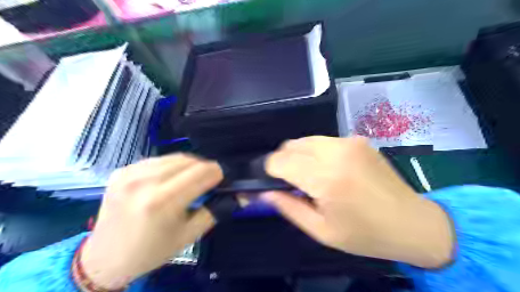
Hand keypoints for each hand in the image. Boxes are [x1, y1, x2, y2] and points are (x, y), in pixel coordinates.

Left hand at [80, 154, 220, 288]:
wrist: (105, 258)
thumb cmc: (152, 251)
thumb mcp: (189, 235)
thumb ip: (216, 210)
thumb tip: (241, 196)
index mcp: (162, 201)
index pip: (202, 172)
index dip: (219, 172)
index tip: (224, 179)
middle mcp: (145, 181)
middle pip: (190, 161)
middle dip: (206, 168)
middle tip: (210, 181)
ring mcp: (130, 173)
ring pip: (175, 157)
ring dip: (190, 166)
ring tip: (192, 180)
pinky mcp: (122, 170)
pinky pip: (158, 160)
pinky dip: (171, 166)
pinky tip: (171, 179)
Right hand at [262, 136, 453, 267]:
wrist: (412, 223)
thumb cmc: (365, 234)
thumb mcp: (321, 231)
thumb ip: (288, 208)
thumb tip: (263, 193)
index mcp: (326, 178)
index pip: (279, 161)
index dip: (269, 171)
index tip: (272, 183)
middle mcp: (335, 152)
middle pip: (290, 145)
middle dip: (282, 162)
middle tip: (290, 183)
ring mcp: (348, 141)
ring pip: (305, 140)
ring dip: (298, 156)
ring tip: (309, 176)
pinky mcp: (357, 139)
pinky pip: (322, 141)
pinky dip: (315, 152)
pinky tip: (327, 169)